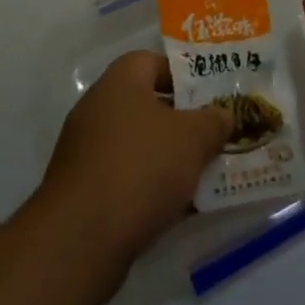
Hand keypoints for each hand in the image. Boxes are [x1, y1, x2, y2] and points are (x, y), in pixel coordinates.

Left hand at [38, 50, 231, 271]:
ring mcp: (84, 153)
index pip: (153, 62)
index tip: (209, 95)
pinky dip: (148, 188)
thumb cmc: (141, 168)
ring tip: (201, 173)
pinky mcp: (80, 194)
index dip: (183, 75)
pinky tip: (175, 207)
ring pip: (137, 145)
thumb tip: (225, 115)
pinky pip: (123, 179)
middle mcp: (96, 110)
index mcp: (119, 82)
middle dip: (180, 121)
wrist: (79, 242)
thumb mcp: (193, 138)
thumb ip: (214, 122)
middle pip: (146, 105)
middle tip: (211, 134)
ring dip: (166, 158)